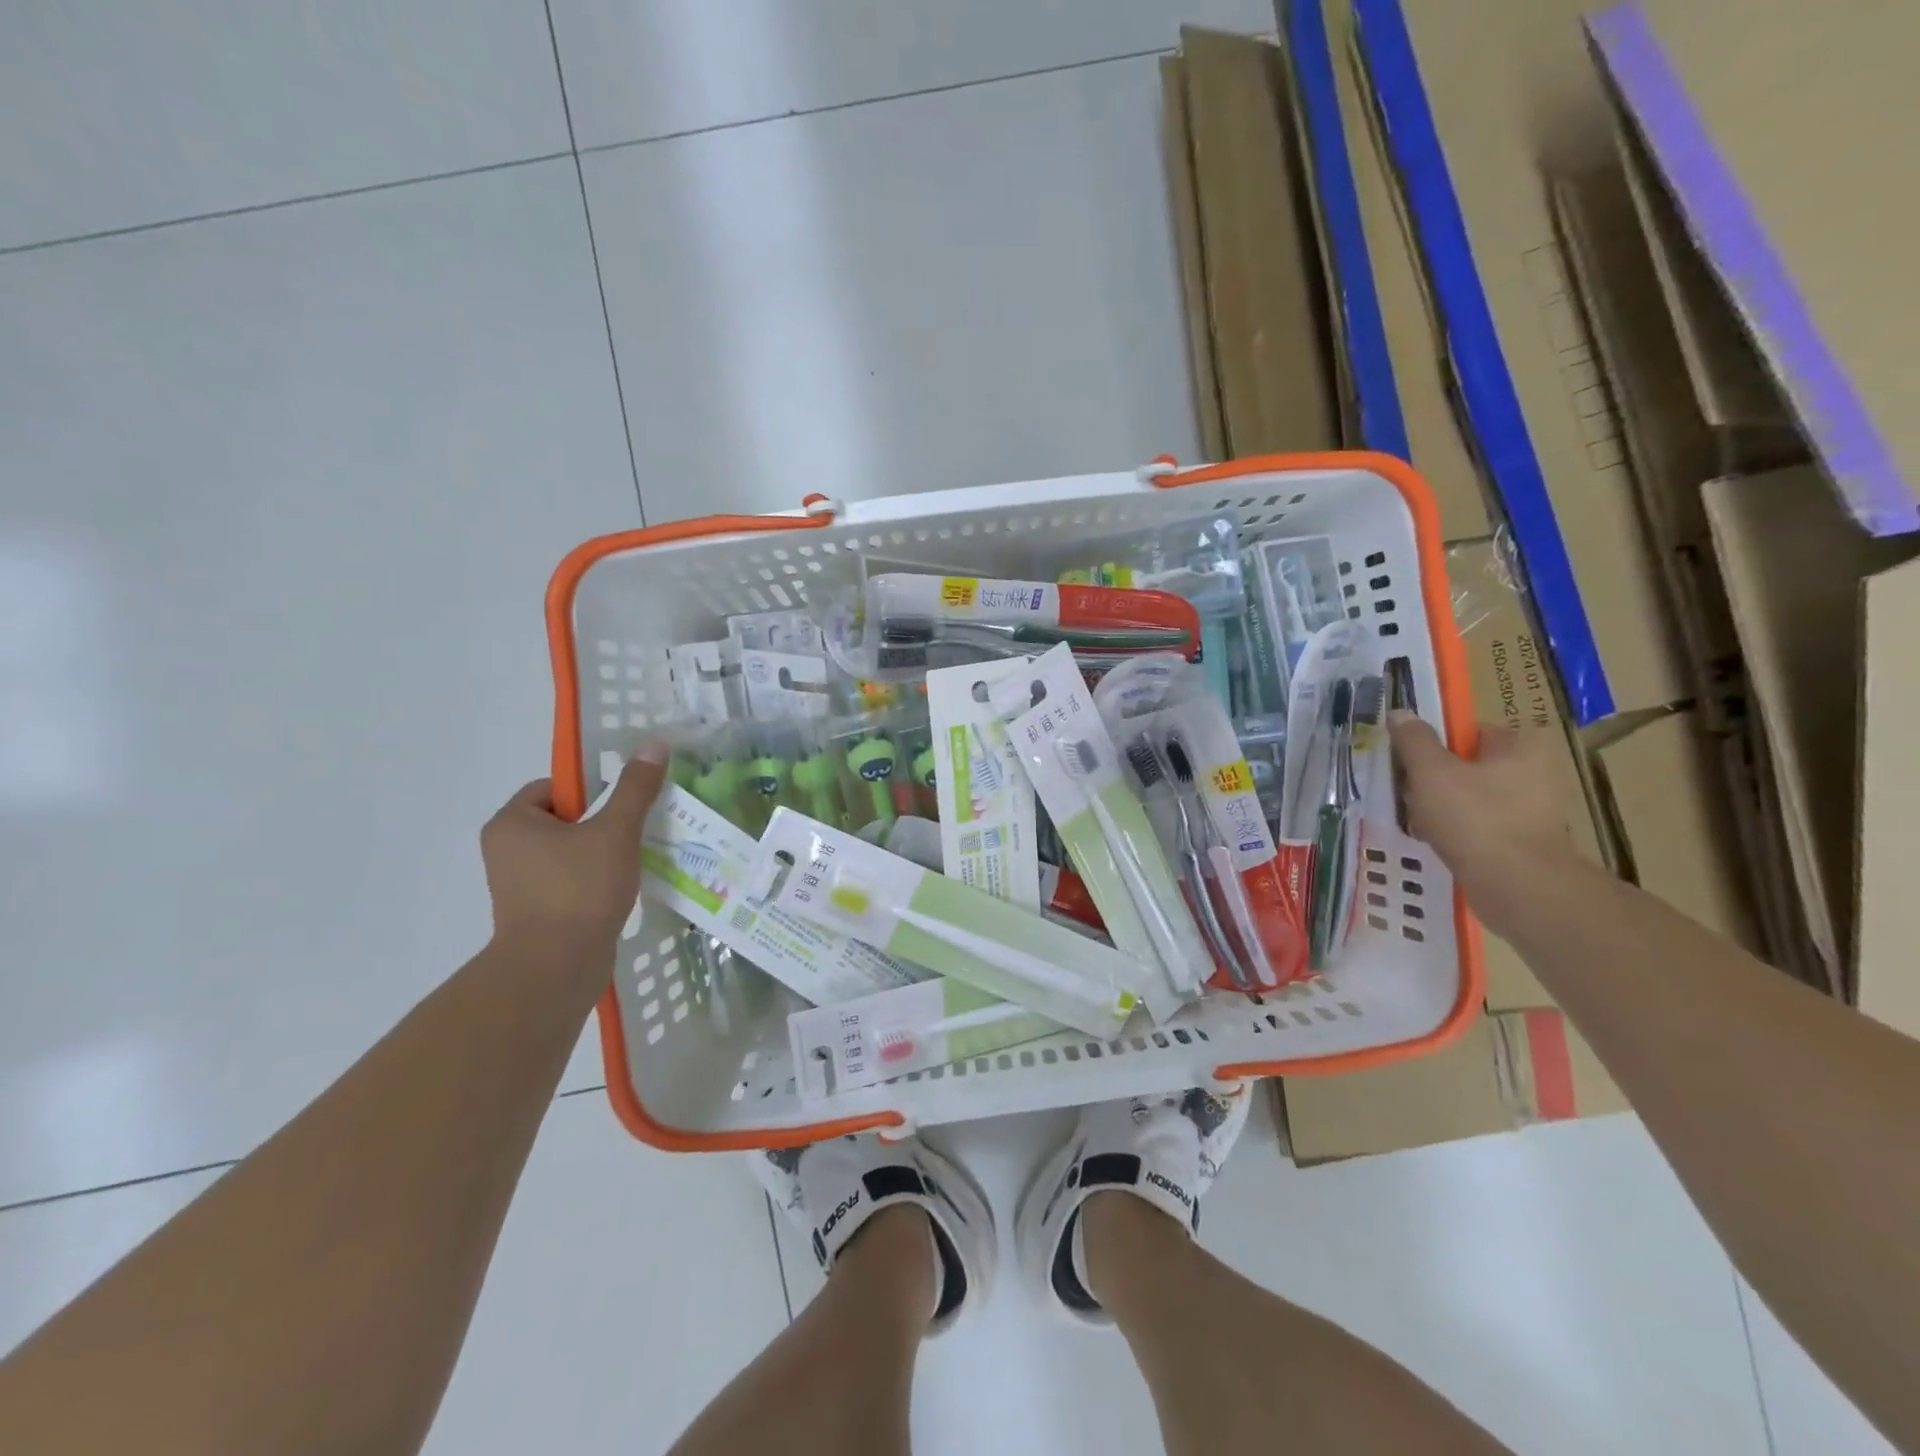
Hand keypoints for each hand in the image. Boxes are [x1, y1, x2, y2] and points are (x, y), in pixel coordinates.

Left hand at [480, 744, 667, 954]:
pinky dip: (593, 883)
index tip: (621, 808)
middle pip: (565, 820)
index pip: (554, 787)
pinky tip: (620, 891)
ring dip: (601, 854)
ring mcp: (518, 885)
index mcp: (512, 823)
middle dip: (601, 825)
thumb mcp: (615, 831)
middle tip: (634, 833)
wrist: (555, 968)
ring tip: (633, 862)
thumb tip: (654, 744)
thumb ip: (635, 788)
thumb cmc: (579, 889)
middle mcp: (506, 851)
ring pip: (569, 853)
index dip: (591, 791)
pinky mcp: (535, 913)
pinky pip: (569, 882)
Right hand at [1386, 712, 1575, 898]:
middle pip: (1465, 765)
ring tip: (1417, 822)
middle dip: (1432, 780)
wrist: (1519, 887)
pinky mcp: (1525, 840)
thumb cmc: (1475, 819)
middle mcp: (1535, 771)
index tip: (1406, 765)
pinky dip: (1456, 831)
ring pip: (1469, 797)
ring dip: (1440, 807)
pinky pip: (1479, 825)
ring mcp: (1533, 808)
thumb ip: (1414, 740)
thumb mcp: (1431, 772)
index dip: (1431, 745)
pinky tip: (1435, 842)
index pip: (1466, 732)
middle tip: (1407, 795)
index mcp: (1521, 745)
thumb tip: (1401, 713)